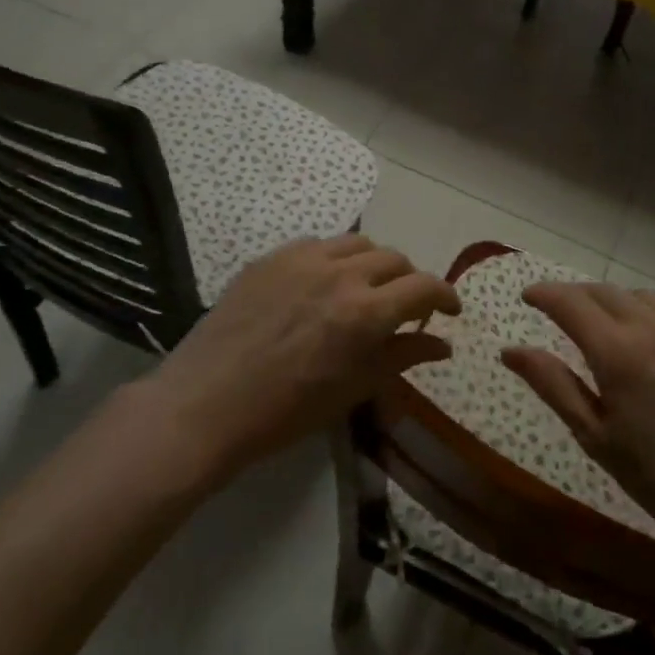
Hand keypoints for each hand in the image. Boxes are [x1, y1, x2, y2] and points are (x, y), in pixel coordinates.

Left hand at [134, 235, 459, 482]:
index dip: (445, 296)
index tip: (449, 311)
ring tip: (365, 289)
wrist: (205, 405)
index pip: (425, 287)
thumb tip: (443, 344)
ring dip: (374, 264)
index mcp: (366, 312)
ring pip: (358, 243)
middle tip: (405, 307)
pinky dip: (334, 259)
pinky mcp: (270, 257)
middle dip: (410, 281)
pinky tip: (321, 285)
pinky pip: (317, 245)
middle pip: (395, 259)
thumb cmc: (286, 411)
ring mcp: (302, 259)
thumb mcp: (354, 389)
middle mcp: (340, 274)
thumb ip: (403, 357)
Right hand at [501, 283, 654, 578]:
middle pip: (604, 292)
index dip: (544, 294)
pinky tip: (654, 333)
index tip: (528, 297)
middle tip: (561, 314)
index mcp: (618, 354)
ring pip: (640, 295)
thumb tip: (510, 351)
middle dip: (576, 297)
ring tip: (608, 328)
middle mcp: (654, 327)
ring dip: (615, 303)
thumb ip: (553, 385)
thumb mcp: (595, 437)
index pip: (570, 303)